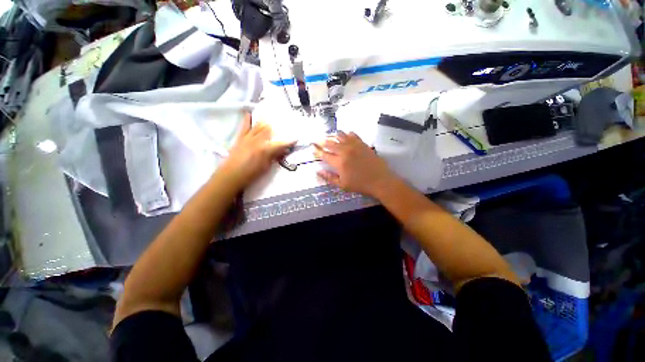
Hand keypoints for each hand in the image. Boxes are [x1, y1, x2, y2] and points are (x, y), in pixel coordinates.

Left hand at [219, 113, 293, 188]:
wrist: (231, 175)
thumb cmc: (251, 174)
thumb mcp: (266, 167)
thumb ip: (274, 157)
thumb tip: (282, 151)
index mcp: (265, 149)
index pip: (281, 144)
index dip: (289, 141)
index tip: (295, 139)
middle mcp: (257, 140)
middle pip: (269, 130)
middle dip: (277, 128)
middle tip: (283, 126)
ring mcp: (248, 137)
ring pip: (258, 126)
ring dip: (266, 122)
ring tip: (271, 118)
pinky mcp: (240, 138)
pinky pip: (244, 126)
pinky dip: (247, 120)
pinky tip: (249, 113)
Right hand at [314, 132, 397, 197]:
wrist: (380, 180)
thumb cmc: (360, 184)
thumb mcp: (342, 185)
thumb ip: (329, 177)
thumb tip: (318, 171)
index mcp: (339, 162)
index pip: (324, 154)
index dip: (317, 150)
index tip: (312, 147)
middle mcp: (345, 151)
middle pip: (330, 143)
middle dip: (323, 141)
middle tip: (318, 140)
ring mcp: (354, 146)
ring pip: (341, 136)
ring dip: (334, 135)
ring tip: (331, 135)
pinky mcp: (363, 144)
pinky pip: (353, 135)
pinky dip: (347, 134)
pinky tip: (346, 134)